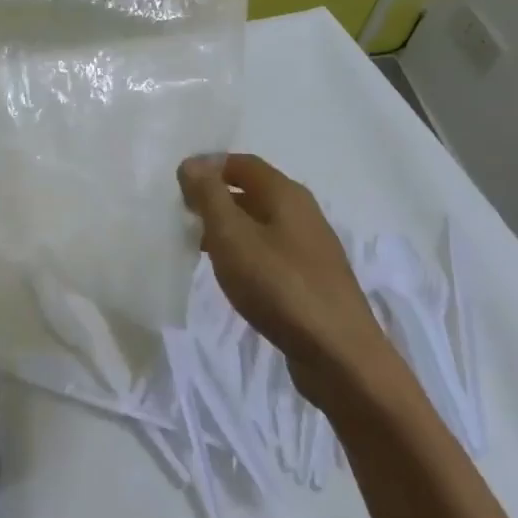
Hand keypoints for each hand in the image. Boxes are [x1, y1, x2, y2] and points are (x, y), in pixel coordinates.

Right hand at [177, 153, 389, 380]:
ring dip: (230, 227)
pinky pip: (271, 250)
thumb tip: (192, 163)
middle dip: (217, 197)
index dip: (208, 167)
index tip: (177, 186)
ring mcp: (311, 247)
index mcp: (286, 194)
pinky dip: (246, 252)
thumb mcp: (232, 235)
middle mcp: (303, 212)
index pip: (241, 163)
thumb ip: (209, 196)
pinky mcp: (312, 279)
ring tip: (199, 246)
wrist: (339, 354)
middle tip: (183, 215)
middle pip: (253, 190)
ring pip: (262, 222)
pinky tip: (233, 274)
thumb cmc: (279, 285)